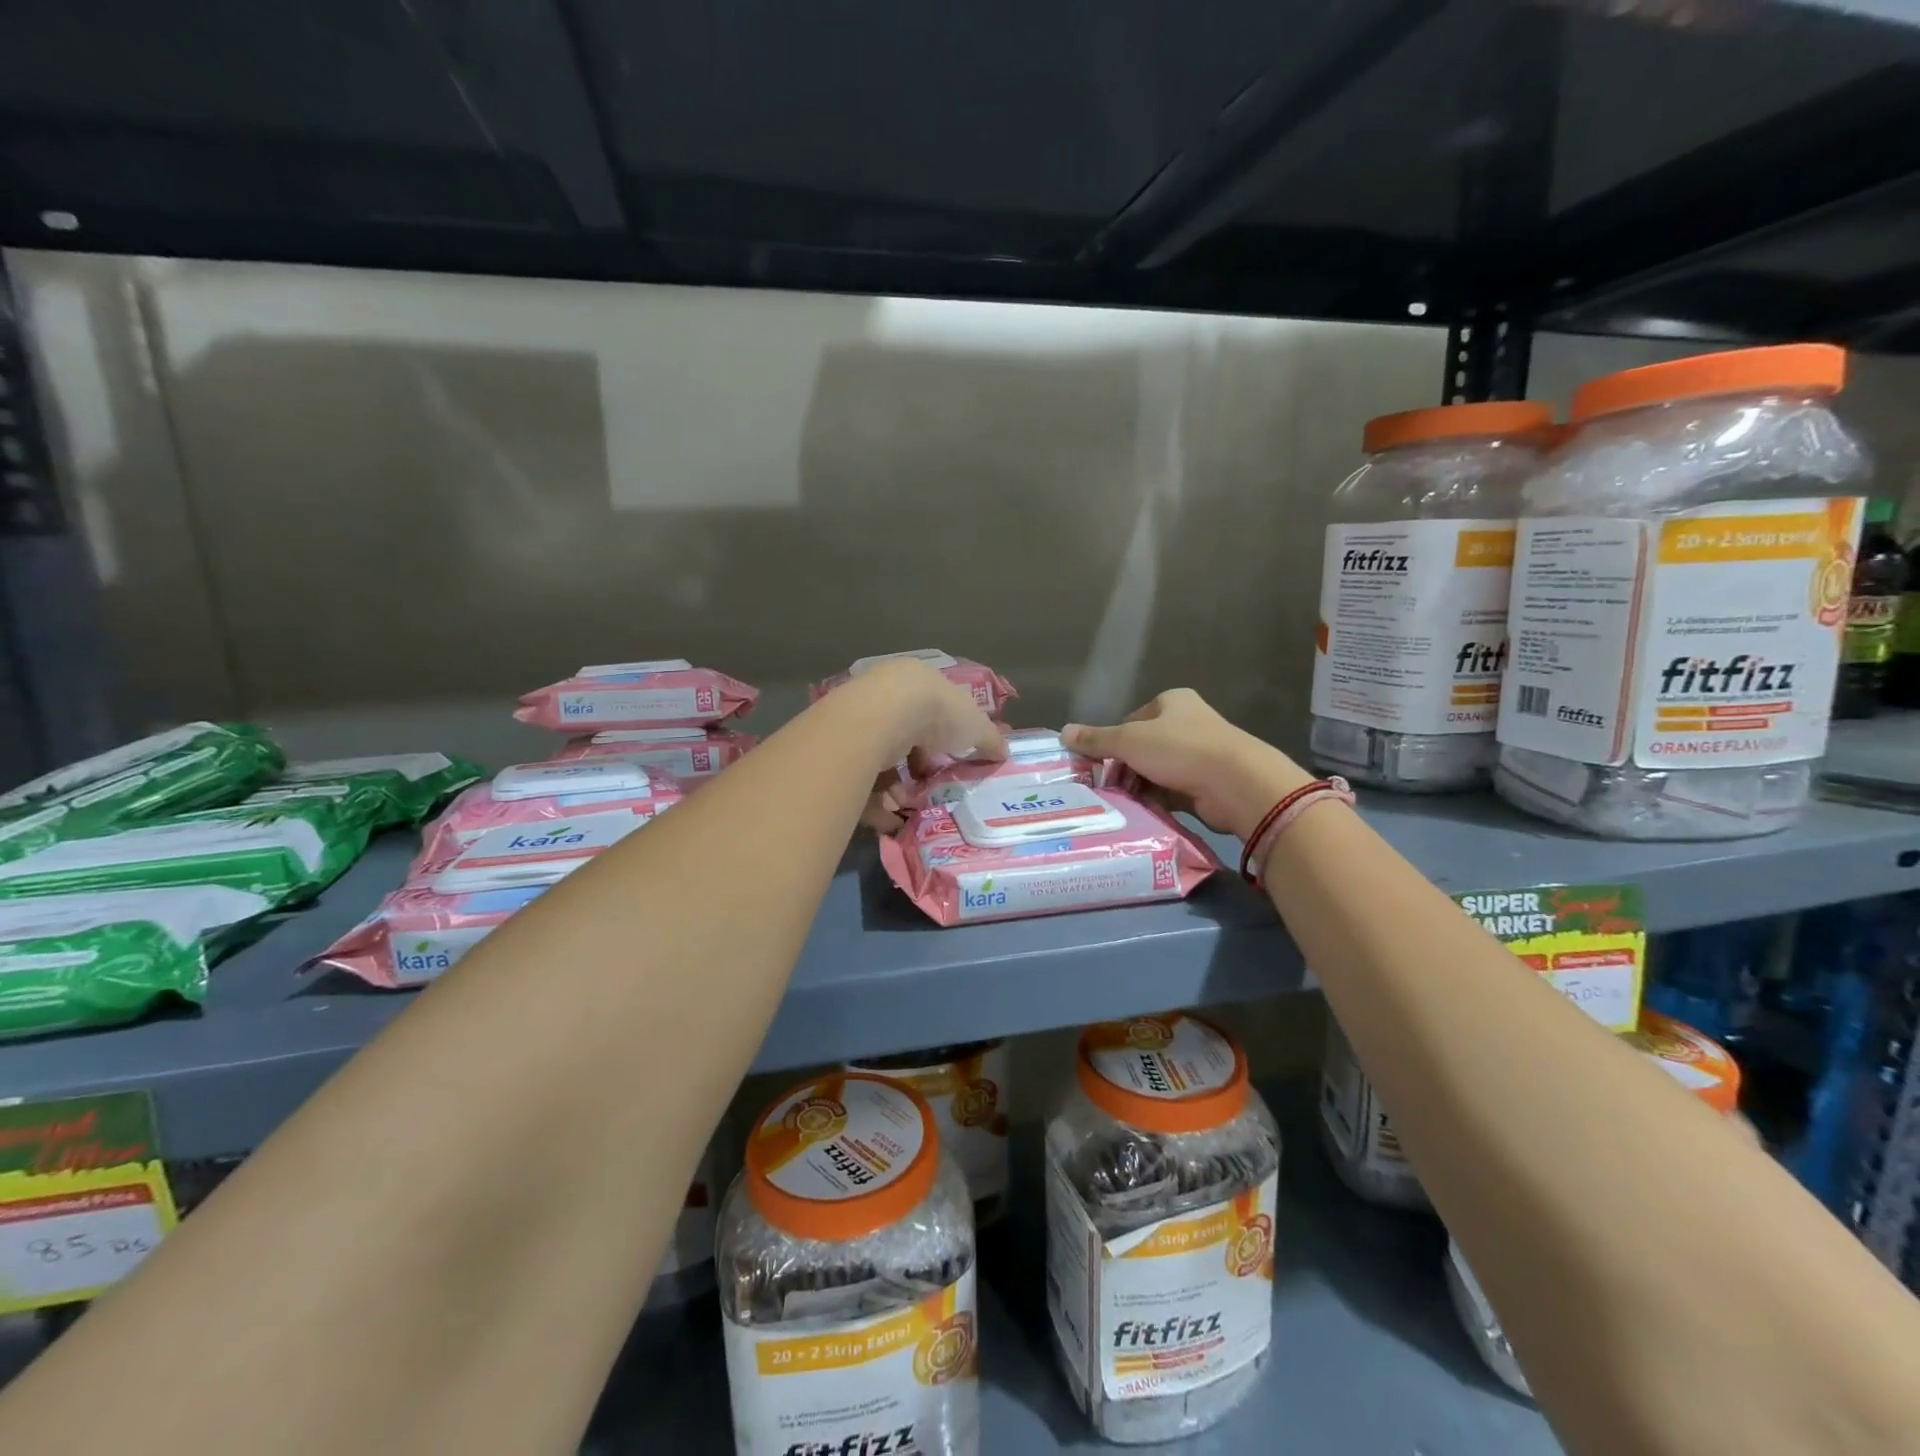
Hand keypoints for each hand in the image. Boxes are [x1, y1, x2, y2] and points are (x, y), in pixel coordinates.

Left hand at [832, 660, 1005, 829]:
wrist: (881, 716)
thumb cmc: (937, 713)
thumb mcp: (976, 725)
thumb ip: (991, 739)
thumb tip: (1004, 752)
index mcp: (918, 683)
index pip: (932, 711)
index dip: (944, 739)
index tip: (950, 762)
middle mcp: (886, 697)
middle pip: (904, 738)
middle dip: (918, 768)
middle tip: (929, 789)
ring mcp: (860, 720)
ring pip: (881, 761)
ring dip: (896, 789)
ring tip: (908, 807)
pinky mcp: (840, 748)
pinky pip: (859, 781)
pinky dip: (874, 803)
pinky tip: (889, 819)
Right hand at [1062, 689, 1311, 840]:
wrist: (1235, 783)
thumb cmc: (1180, 750)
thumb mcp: (1130, 741)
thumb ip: (1096, 740)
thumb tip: (1063, 732)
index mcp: (1173, 702)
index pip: (1132, 719)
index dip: (1113, 740)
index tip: (1099, 762)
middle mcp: (1189, 724)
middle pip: (1144, 747)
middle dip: (1124, 767)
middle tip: (1105, 786)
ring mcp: (1201, 755)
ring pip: (1157, 771)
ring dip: (1139, 786)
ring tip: (1119, 803)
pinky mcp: (1208, 784)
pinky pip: (1172, 792)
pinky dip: (1157, 801)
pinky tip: (1141, 813)